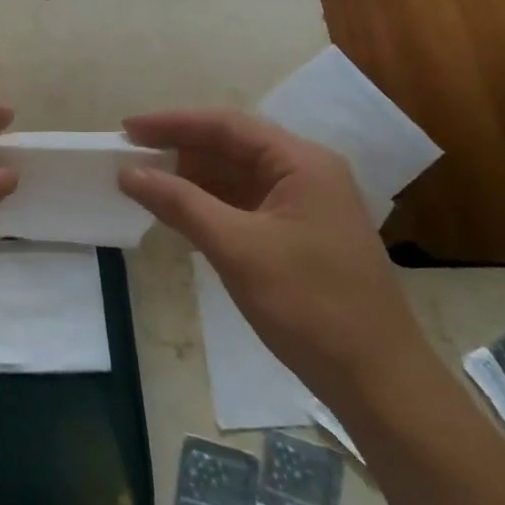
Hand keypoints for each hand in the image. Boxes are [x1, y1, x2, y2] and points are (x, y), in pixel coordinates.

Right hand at [118, 109, 431, 411]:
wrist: (378, 381)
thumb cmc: (310, 304)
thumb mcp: (237, 249)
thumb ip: (180, 203)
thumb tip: (128, 172)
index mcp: (301, 162)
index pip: (226, 125)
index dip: (173, 123)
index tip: (127, 129)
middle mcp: (305, 173)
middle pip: (231, 146)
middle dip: (179, 149)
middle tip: (128, 155)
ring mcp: (303, 205)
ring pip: (235, 176)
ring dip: (190, 178)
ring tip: (143, 181)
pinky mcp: (297, 235)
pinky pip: (243, 205)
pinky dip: (208, 205)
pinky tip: (176, 212)